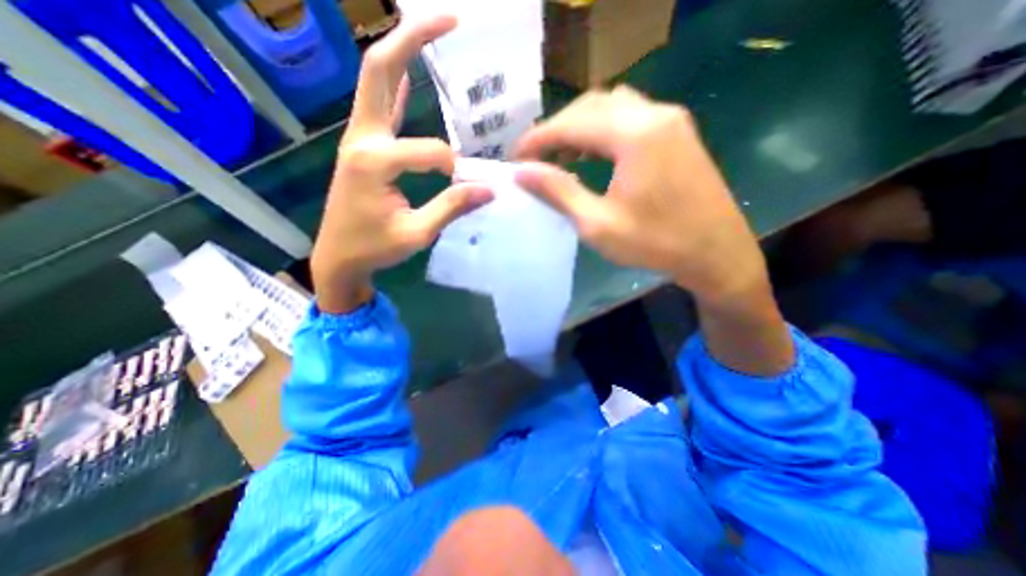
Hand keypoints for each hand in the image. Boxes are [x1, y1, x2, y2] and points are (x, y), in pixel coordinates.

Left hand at [308, 16, 492, 314]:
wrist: (338, 256)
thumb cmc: (374, 248)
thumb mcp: (417, 234)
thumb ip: (451, 208)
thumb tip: (489, 190)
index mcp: (373, 163)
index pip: (428, 152)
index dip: (452, 168)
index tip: (464, 187)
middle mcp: (361, 139)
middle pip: (379, 70)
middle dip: (413, 38)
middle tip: (450, 18)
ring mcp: (358, 138)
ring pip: (375, 80)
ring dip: (403, 50)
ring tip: (434, 30)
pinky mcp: (361, 146)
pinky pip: (379, 105)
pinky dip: (396, 82)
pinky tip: (409, 70)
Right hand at [514, 88, 759, 302]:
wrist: (716, 254)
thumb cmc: (655, 244)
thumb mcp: (597, 224)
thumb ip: (558, 192)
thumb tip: (522, 172)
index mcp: (634, 134)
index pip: (571, 124)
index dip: (537, 139)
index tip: (514, 158)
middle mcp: (654, 113)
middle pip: (590, 107)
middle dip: (556, 130)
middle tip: (534, 159)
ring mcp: (670, 120)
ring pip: (610, 108)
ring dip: (579, 127)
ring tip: (559, 156)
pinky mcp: (677, 133)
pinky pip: (630, 117)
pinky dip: (602, 131)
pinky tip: (591, 155)